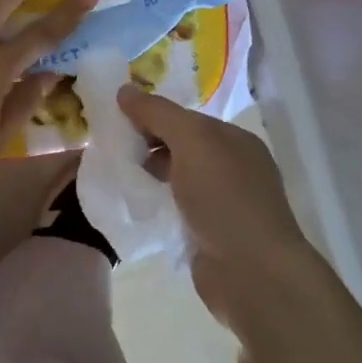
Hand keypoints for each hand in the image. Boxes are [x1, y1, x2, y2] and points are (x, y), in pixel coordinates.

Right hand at [115, 88, 319, 336]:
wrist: (252, 273)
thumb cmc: (224, 198)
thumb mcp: (191, 141)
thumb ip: (158, 113)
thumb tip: (124, 89)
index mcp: (234, 140)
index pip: (184, 117)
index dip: (150, 115)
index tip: (113, 120)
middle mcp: (232, 167)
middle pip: (180, 146)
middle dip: (146, 145)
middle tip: (109, 149)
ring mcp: (223, 203)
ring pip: (177, 178)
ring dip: (148, 175)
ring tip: (116, 176)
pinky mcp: (210, 235)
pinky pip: (176, 208)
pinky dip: (157, 204)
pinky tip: (134, 205)